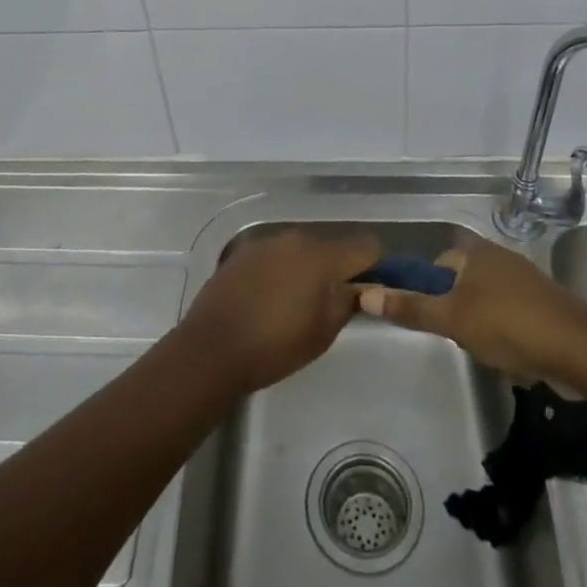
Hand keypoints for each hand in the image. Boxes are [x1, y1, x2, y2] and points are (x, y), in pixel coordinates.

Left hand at [178, 229, 381, 394]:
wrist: (211, 349)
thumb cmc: (274, 346)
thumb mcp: (323, 334)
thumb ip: (346, 302)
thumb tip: (358, 288)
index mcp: (321, 256)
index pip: (366, 245)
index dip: (375, 265)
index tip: (370, 287)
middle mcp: (295, 238)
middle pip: (330, 245)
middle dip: (336, 269)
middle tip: (330, 302)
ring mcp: (265, 241)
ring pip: (300, 249)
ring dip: (305, 268)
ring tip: (294, 302)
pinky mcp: (242, 251)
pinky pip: (274, 255)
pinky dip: (278, 270)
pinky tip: (266, 298)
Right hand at [355, 233, 586, 381]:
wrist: (578, 350)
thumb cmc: (507, 325)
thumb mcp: (451, 319)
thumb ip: (410, 307)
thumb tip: (364, 292)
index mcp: (476, 252)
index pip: (438, 262)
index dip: (427, 288)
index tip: (428, 317)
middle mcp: (500, 257)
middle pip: (462, 282)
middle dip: (456, 311)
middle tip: (456, 337)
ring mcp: (525, 281)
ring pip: (486, 302)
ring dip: (481, 325)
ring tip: (484, 350)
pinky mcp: (544, 306)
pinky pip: (512, 316)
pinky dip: (506, 334)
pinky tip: (510, 356)